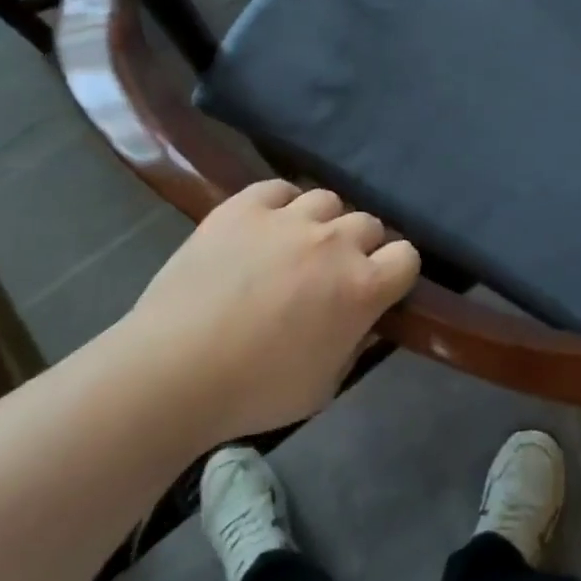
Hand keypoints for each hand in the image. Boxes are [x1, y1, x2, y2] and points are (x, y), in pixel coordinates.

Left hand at [123, 181, 420, 438]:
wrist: (172, 371)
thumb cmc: (254, 391)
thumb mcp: (324, 386)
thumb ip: (354, 344)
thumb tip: (362, 320)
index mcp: (362, 288)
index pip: (407, 256)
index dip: (396, 272)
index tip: (379, 288)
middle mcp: (335, 242)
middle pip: (369, 223)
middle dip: (359, 247)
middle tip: (331, 274)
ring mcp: (288, 218)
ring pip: (328, 200)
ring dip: (322, 223)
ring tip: (296, 246)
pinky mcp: (244, 206)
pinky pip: (280, 188)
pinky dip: (281, 204)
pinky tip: (266, 227)